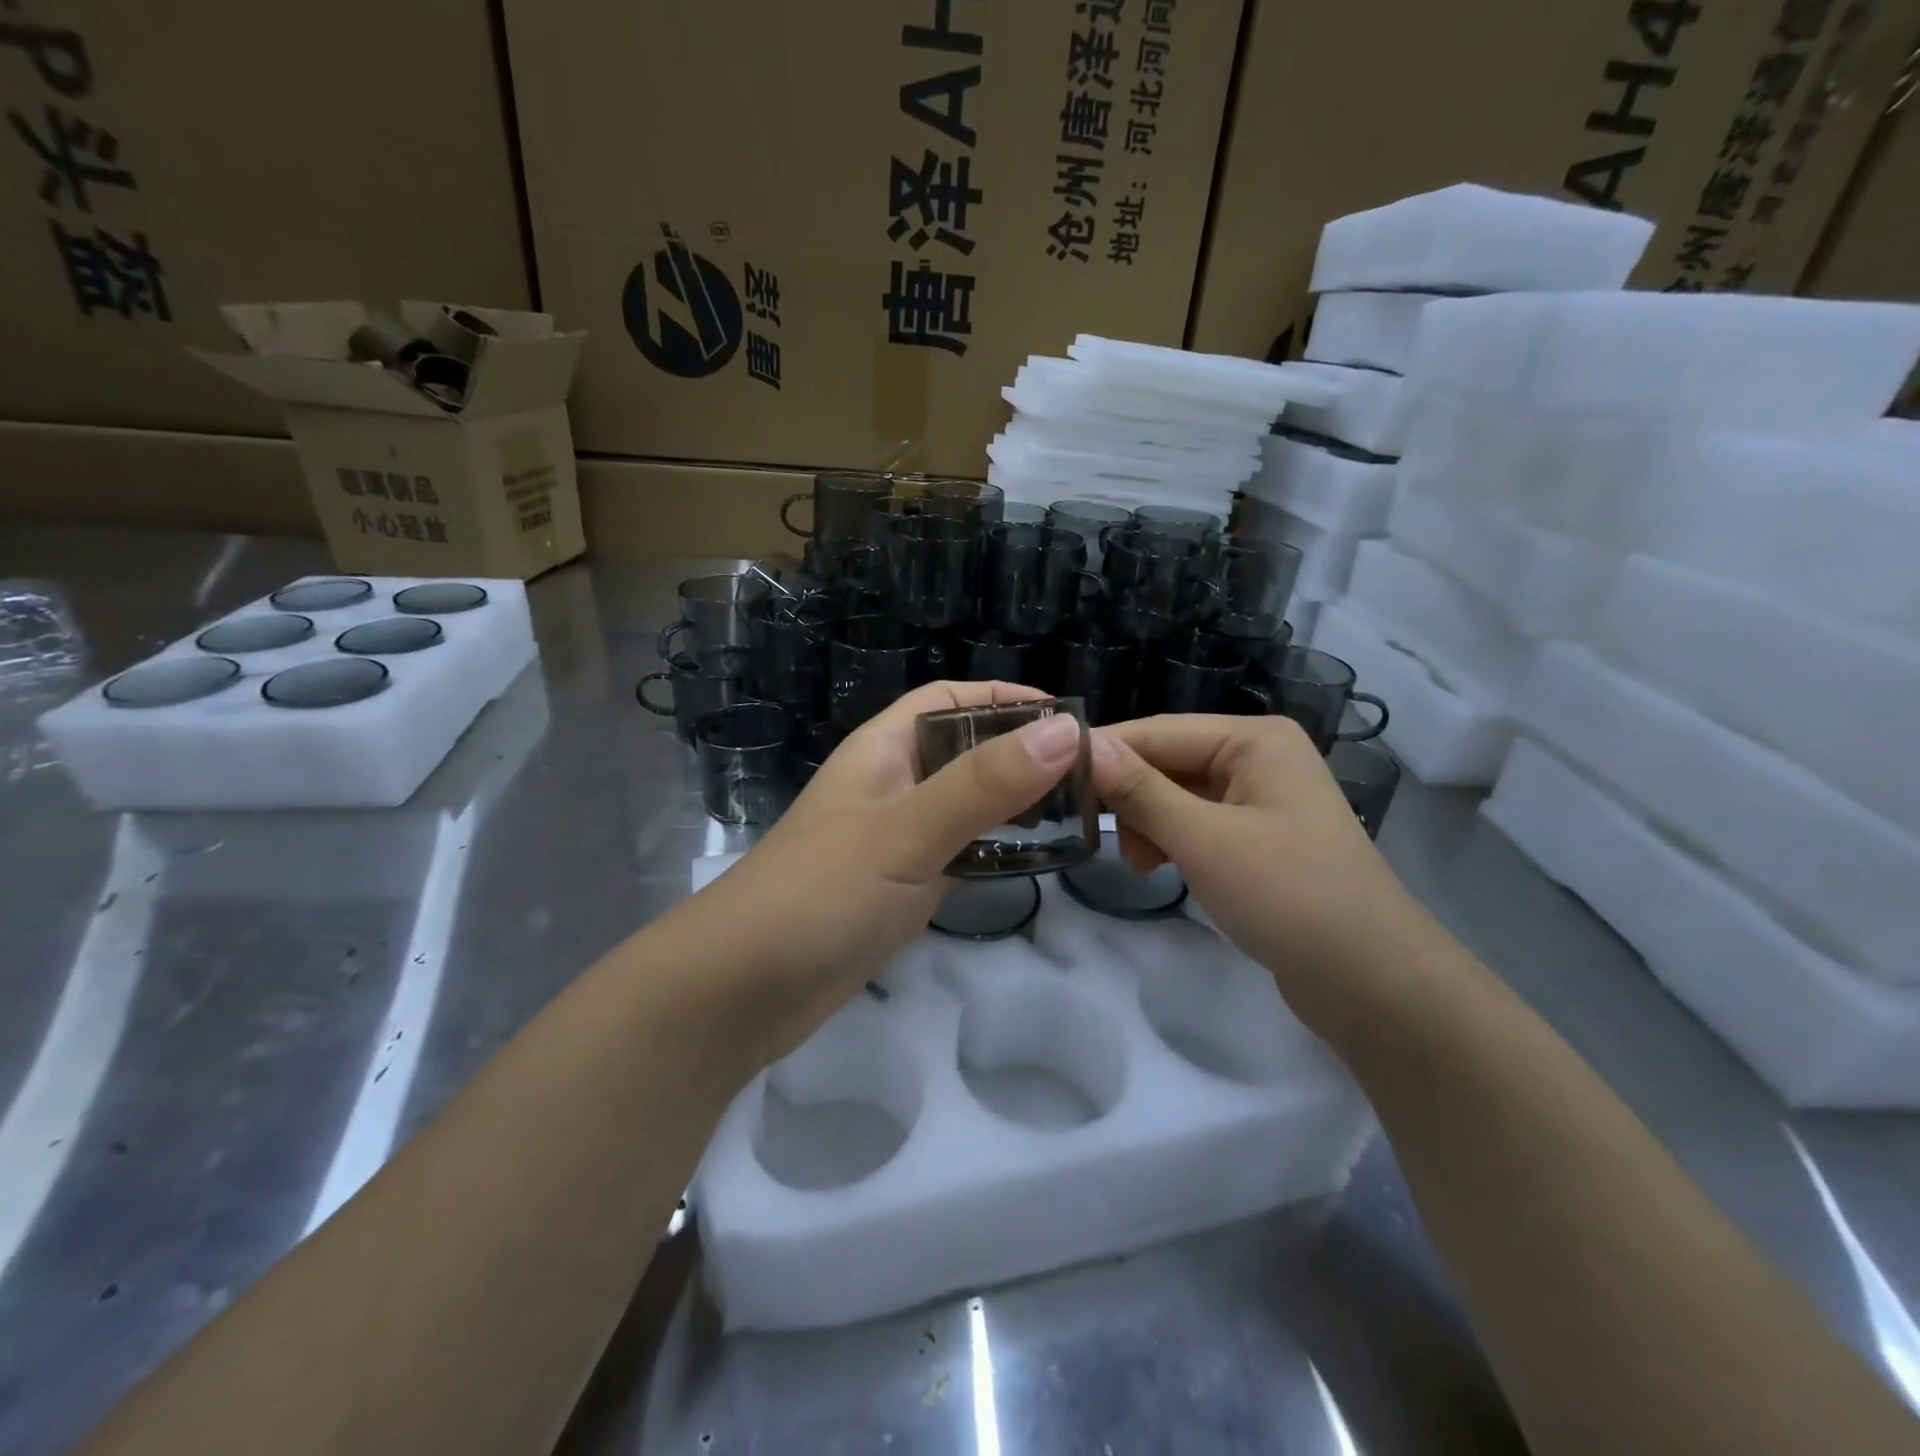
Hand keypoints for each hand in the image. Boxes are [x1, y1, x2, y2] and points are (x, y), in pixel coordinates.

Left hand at [689, 681, 1084, 1061]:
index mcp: (883, 750)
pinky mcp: (900, 886)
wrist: (742, 990)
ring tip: (1078, 815)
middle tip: (1090, 775)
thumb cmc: (822, 893)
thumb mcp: (907, 831)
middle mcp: (891, 785)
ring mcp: (895, 839)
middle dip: (1020, 754)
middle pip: (964, 751)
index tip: (1068, 719)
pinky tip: (1034, 863)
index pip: (949, 700)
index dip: (1005, 699)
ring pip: (965, 805)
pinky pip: (958, 853)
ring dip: (1013, 805)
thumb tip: (1065, 732)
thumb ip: (984, 784)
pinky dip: (994, 851)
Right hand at [1090, 714, 1439, 1036]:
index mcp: (1255, 739)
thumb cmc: (1288, 895)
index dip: (1105, 752)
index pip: (1159, 731)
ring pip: (1177, 795)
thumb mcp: (1204, 839)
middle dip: (1130, 797)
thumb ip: (1141, 791)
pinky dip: (1171, 842)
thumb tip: (1084, 747)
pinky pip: (1196, 824)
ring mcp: (1260, 799)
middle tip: (1095, 835)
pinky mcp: (1257, 838)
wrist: (1370, 982)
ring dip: (1147, 824)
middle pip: (1167, 761)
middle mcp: (1258, 757)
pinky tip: (1158, 869)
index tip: (1051, 778)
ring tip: (1139, 865)